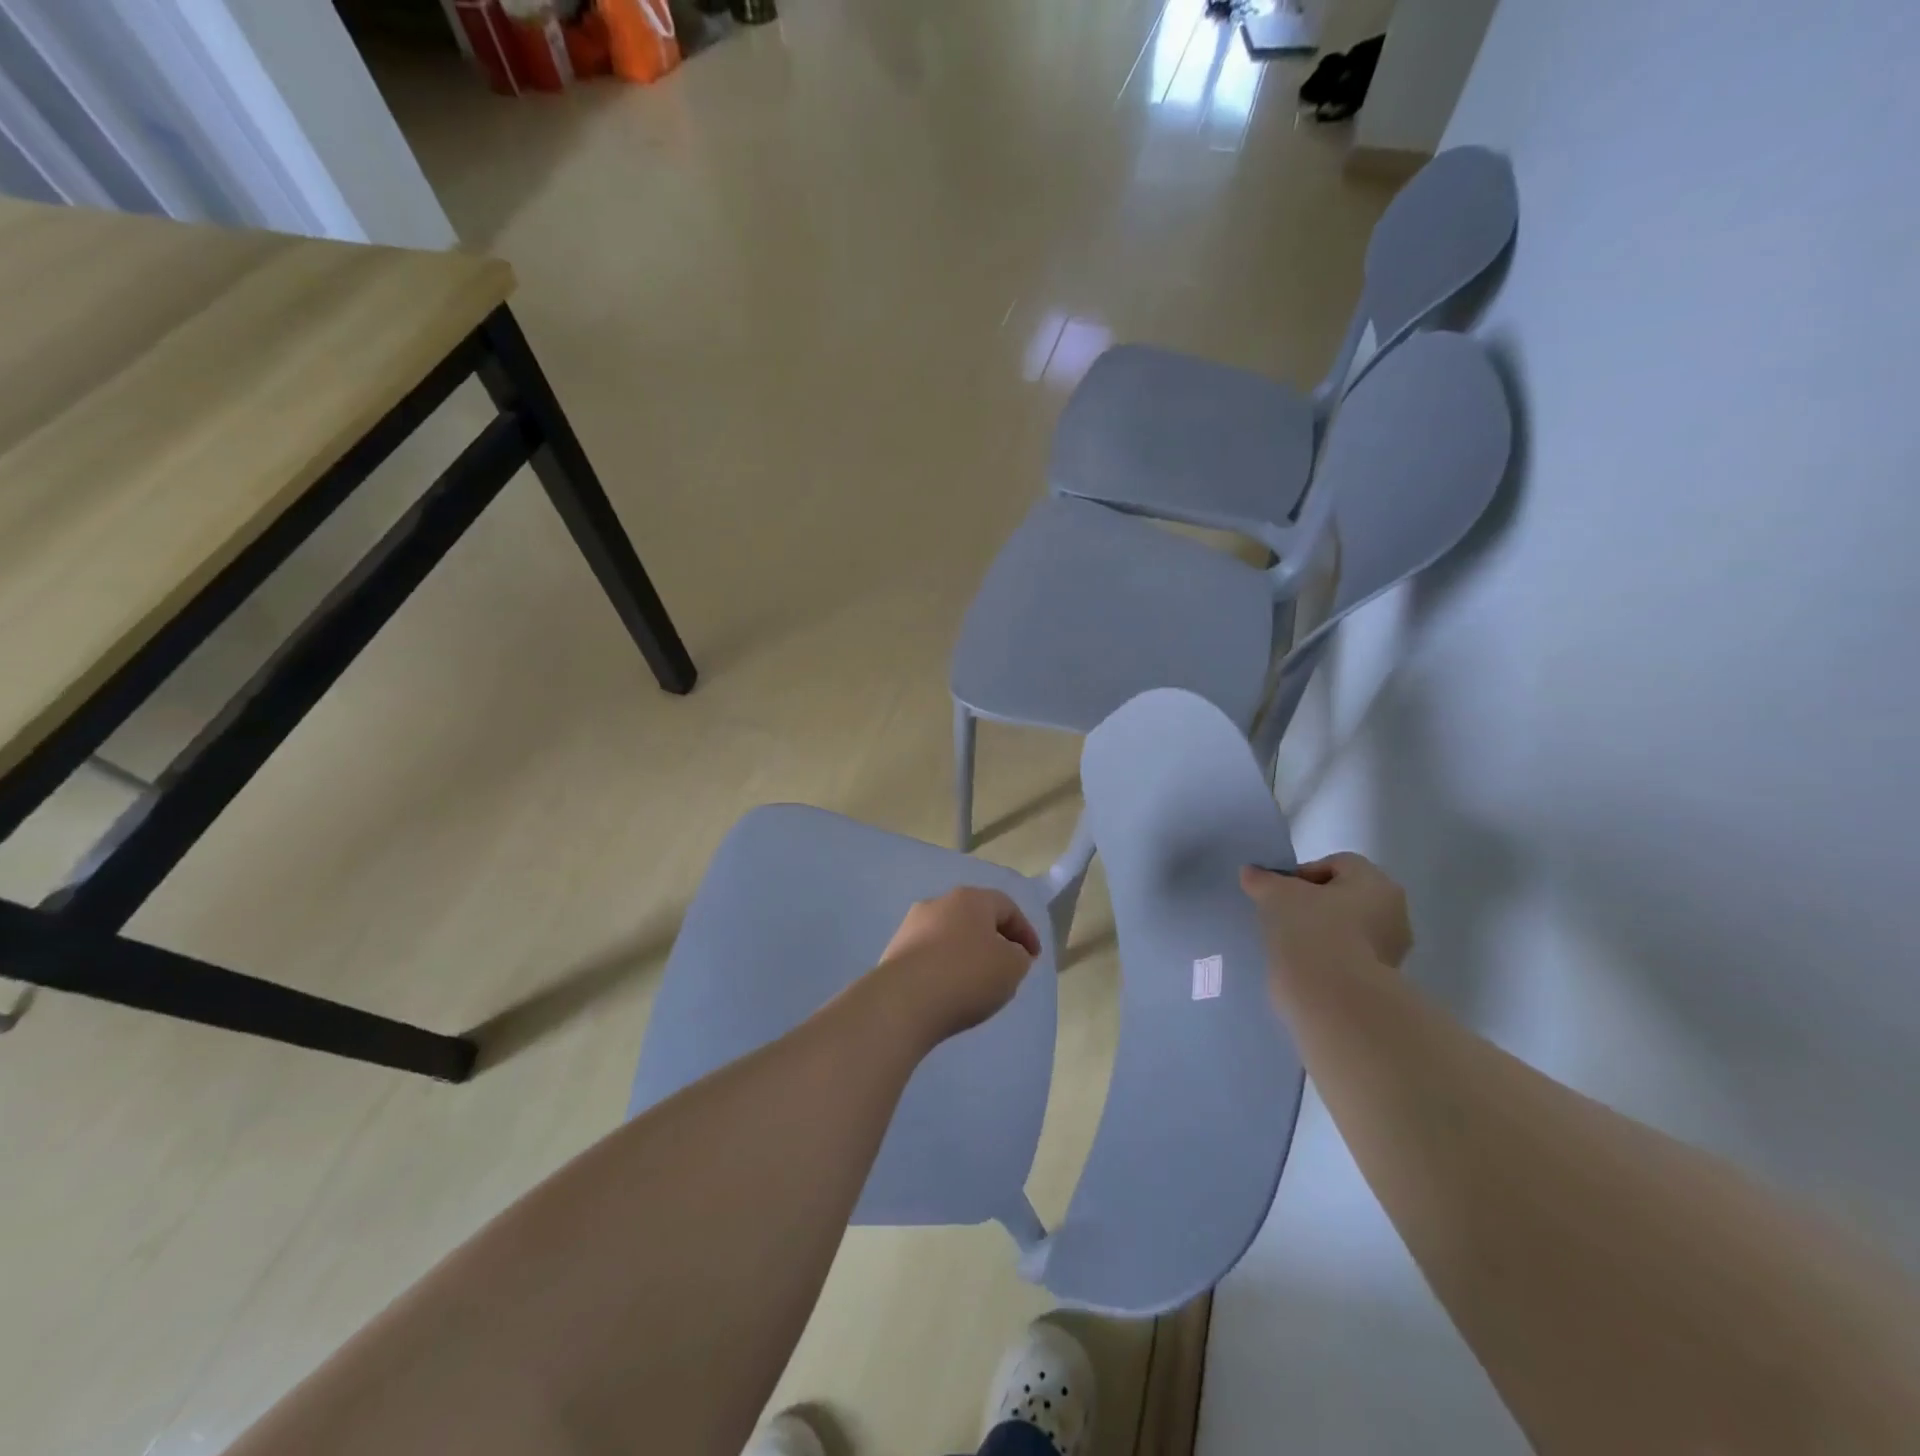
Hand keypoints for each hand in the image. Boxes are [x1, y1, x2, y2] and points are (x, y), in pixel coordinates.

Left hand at [871, 887, 1041, 1045]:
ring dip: (967, 953)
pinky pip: (929, 955)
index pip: (1007, 907)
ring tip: (977, 982)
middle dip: (994, 940)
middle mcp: (938, 903)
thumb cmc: (966, 975)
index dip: (1025, 932)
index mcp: (970, 898)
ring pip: (950, 936)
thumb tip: (1008, 953)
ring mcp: (911, 926)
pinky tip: (949, 991)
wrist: (903, 1001)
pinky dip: (944, 968)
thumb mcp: (1012, 967)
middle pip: (975, 918)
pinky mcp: (894, 951)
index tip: (1033, 958)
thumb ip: (1019, 956)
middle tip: (1007, 966)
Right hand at [1240, 854, 1412, 990]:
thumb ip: (1263, 879)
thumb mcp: (1277, 895)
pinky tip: (1301, 965)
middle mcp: (1393, 914)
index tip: (1280, 892)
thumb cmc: (1312, 930)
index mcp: (1377, 884)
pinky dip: (1325, 958)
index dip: (1303, 873)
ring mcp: (1390, 951)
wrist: (1333, 998)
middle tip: (1282, 915)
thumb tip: (1251, 872)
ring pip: (1345, 929)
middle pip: (1343, 897)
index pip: (1337, 864)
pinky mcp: (1380, 982)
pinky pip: (1346, 958)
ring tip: (1288, 943)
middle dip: (1312, 904)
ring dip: (1318, 932)